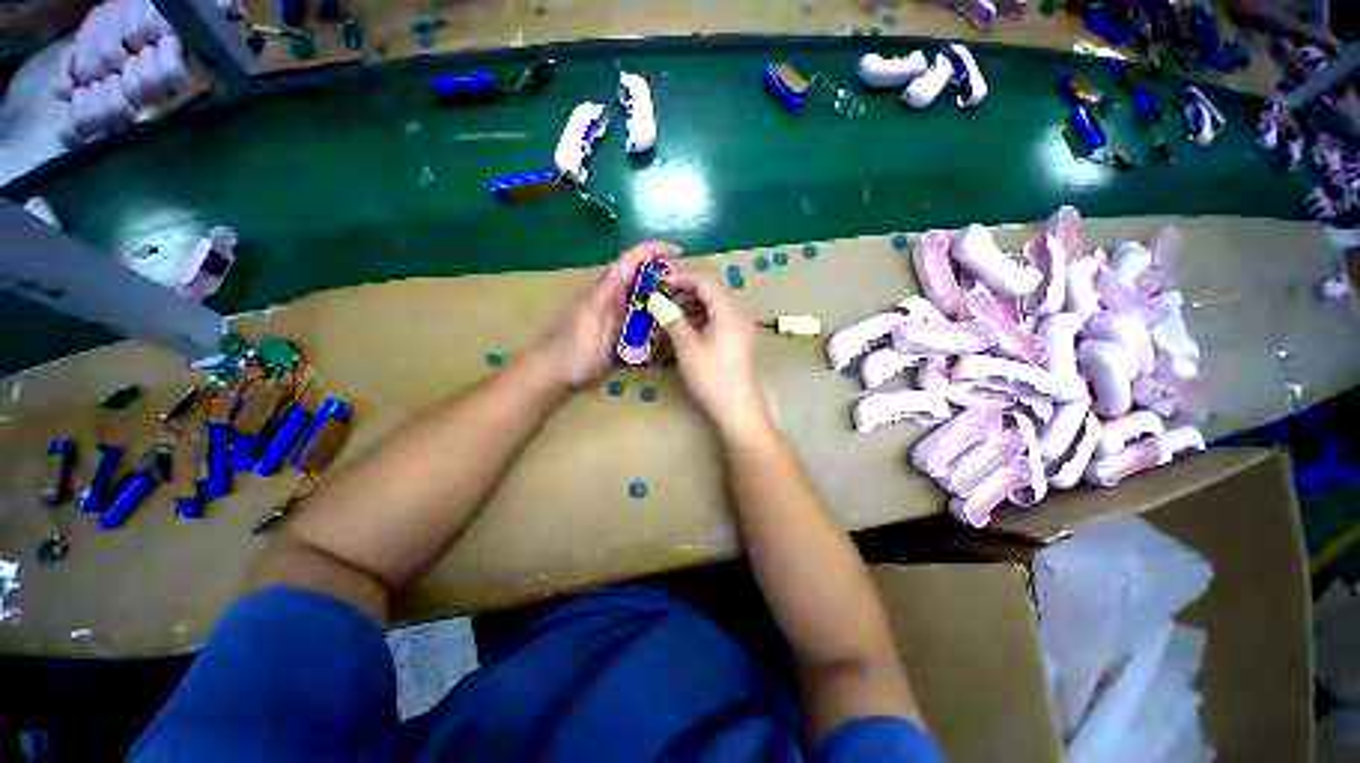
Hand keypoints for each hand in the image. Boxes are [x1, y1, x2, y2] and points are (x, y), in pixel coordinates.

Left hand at [537, 241, 680, 389]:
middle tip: (689, 288)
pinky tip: (670, 328)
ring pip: (647, 298)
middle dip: (666, 277)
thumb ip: (606, 290)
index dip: (655, 250)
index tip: (679, 253)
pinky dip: (658, 320)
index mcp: (609, 285)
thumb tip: (625, 265)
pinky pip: (645, 320)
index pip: (633, 259)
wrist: (561, 370)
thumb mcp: (591, 314)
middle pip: (645, 277)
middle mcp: (617, 295)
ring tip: (686, 307)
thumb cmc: (574, 342)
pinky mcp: (624, 331)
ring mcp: (621, 313)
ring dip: (665, 299)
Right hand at [655, 271, 770, 440]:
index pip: (705, 280)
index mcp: (728, 310)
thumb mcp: (688, 348)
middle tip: (664, 300)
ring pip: (716, 305)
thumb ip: (673, 320)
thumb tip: (657, 300)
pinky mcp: (740, 340)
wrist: (738, 409)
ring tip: (671, 317)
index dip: (681, 278)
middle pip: (713, 290)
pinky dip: (702, 319)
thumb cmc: (712, 378)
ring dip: (693, 306)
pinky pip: (720, 319)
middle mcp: (739, 313)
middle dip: (686, 291)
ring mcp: (741, 327)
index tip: (659, 284)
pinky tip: (686, 331)